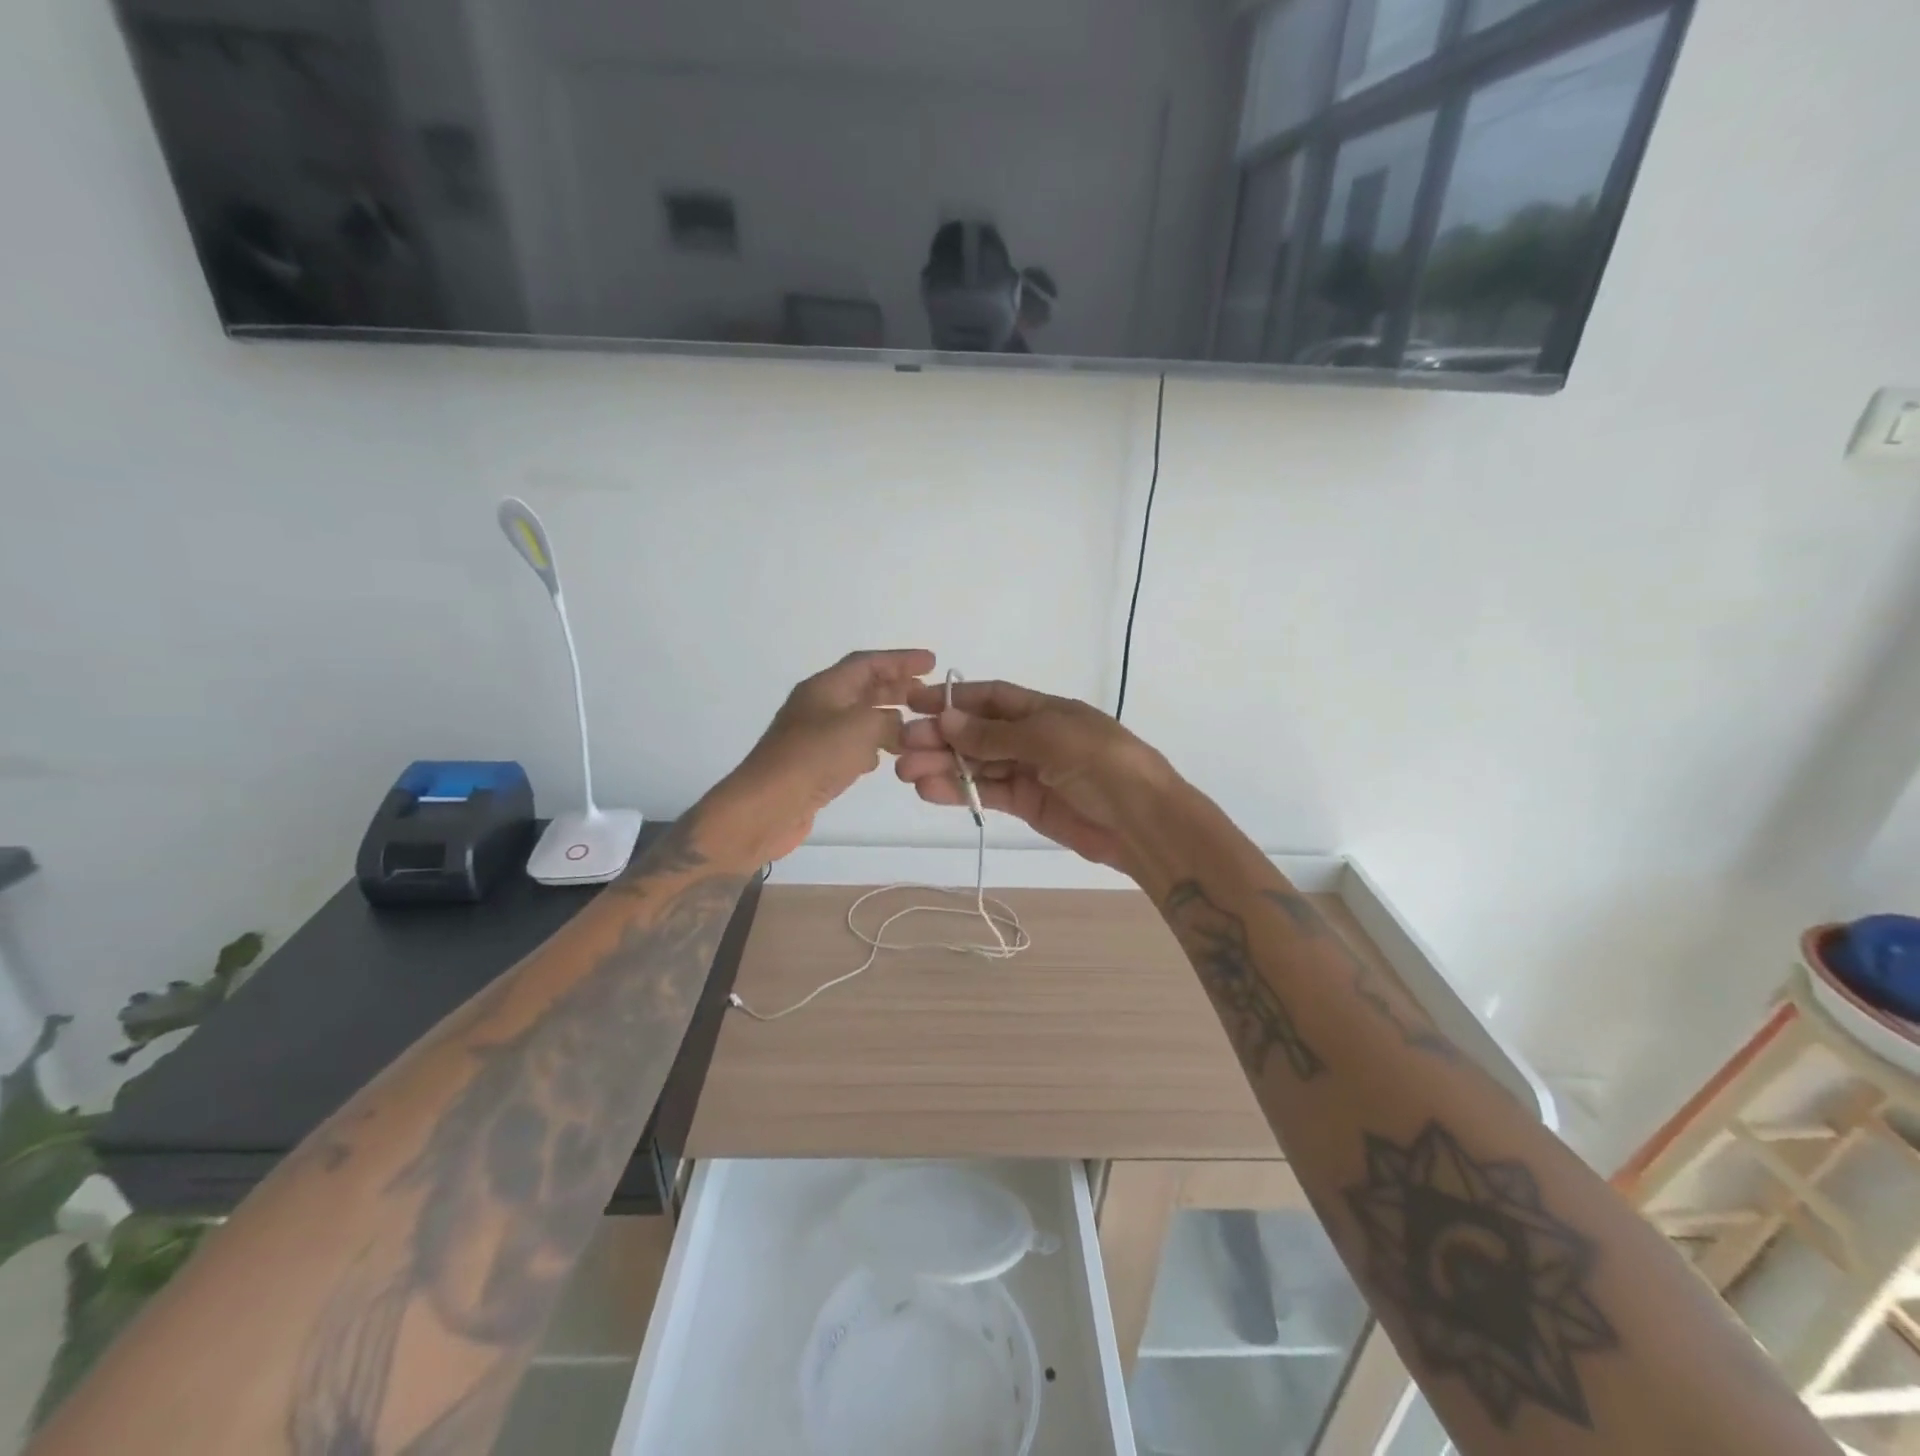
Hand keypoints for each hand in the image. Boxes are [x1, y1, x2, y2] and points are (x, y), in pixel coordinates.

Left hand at [701, 649, 933, 865]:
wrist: (767, 808)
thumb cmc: (814, 759)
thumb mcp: (861, 728)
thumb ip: (889, 721)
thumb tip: (898, 727)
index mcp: (824, 687)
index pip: (867, 663)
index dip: (900, 660)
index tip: (931, 662)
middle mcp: (818, 706)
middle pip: (862, 687)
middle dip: (896, 687)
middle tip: (928, 693)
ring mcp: (814, 737)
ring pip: (858, 718)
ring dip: (886, 717)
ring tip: (915, 724)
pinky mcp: (814, 765)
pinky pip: (849, 746)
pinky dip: (871, 746)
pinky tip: (886, 757)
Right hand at [895, 679, 1177, 877]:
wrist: (1142, 821)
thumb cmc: (1101, 764)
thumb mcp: (1048, 738)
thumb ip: (995, 734)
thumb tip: (946, 719)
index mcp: (1043, 710)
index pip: (989, 698)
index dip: (952, 699)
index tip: (913, 703)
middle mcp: (1032, 737)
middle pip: (976, 733)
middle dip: (940, 737)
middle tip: (901, 746)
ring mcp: (1028, 771)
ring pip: (976, 765)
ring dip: (942, 766)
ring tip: (906, 772)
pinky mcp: (1026, 804)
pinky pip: (986, 793)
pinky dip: (958, 792)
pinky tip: (929, 790)